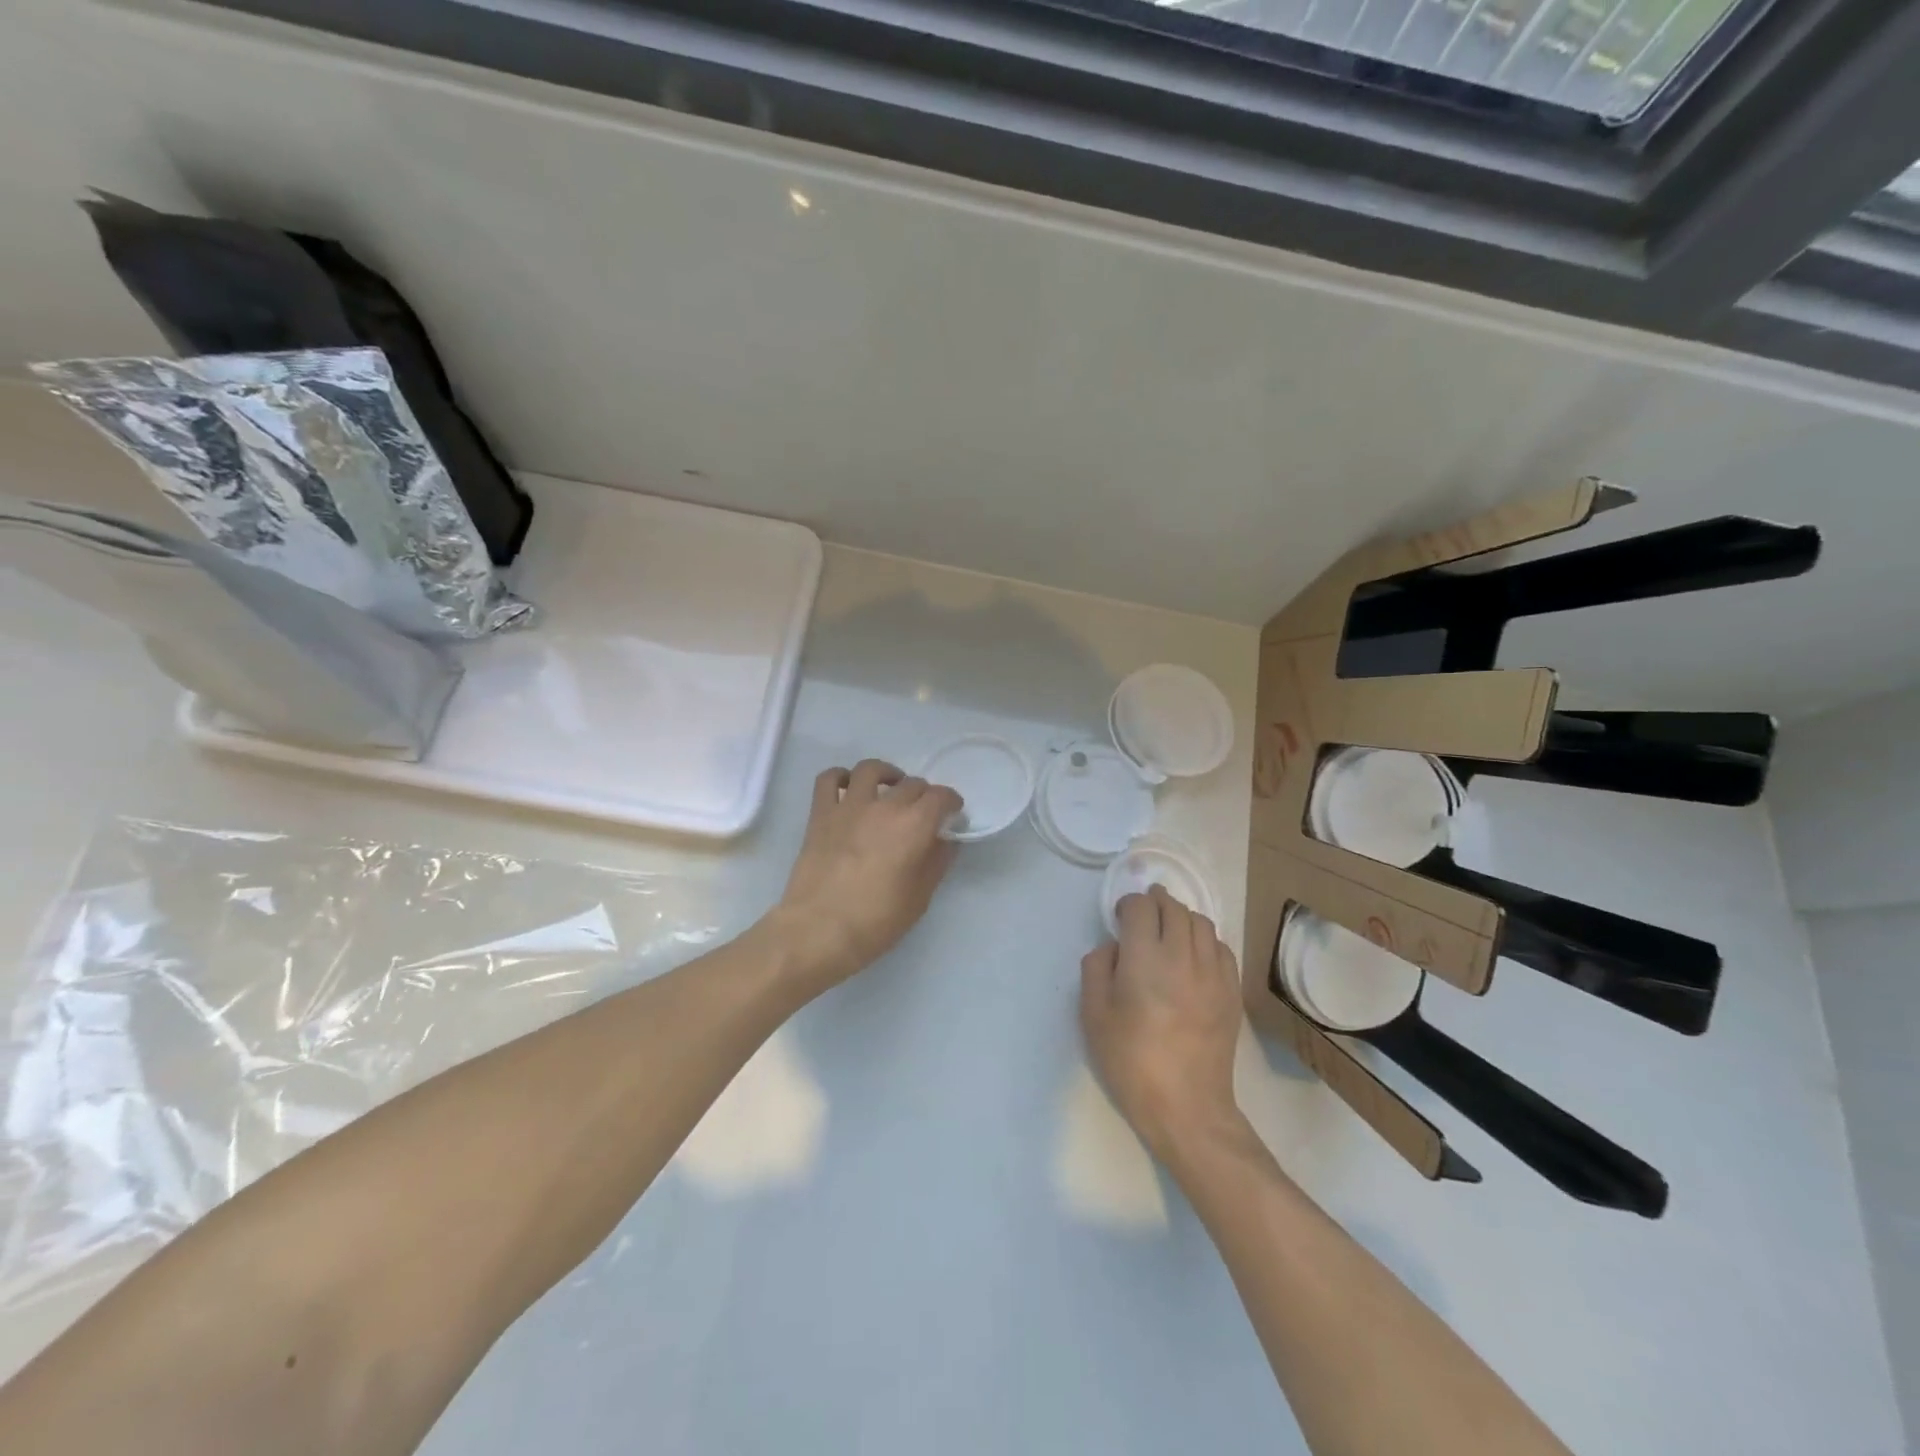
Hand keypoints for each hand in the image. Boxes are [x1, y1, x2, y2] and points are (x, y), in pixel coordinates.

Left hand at [770, 759, 963, 994]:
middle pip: (911, 784)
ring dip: (886, 774)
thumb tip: (945, 840)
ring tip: (889, 788)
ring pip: (871, 770)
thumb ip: (937, 862)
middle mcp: (884, 806)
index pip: (941, 797)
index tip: (952, 814)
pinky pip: (828, 780)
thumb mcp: (920, 898)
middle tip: (923, 813)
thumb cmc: (876, 921)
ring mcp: (849, 807)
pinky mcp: (821, 814)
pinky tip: (848, 789)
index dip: (951, 802)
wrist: (819, 930)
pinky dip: (840, 777)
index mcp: (914, 825)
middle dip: (924, 794)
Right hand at [1080, 886, 1244, 1162]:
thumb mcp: (1093, 1015)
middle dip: (1154, 902)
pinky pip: (1221, 947)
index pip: (1140, 907)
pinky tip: (1192, 956)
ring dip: (1181, 917)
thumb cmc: (1131, 1061)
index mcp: (1144, 958)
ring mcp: (1212, 972)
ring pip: (1201, 922)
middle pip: (1173, 907)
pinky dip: (1204, 940)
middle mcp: (1182, 955)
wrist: (1186, 1105)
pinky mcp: (1231, 990)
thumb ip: (1097, 968)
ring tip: (1168, 931)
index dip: (1127, 904)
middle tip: (1141, 915)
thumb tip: (1114, 947)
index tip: (1119, 918)